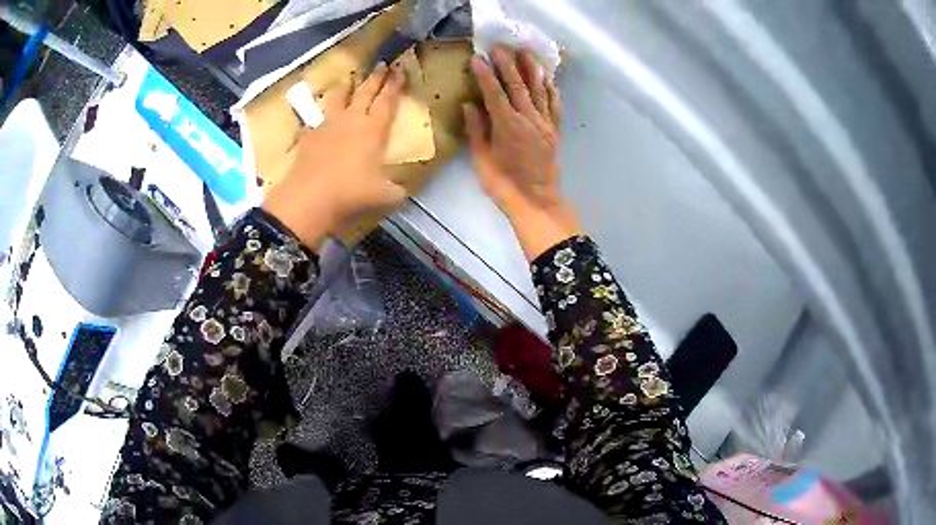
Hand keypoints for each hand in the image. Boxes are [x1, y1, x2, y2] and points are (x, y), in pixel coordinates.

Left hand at [263, 63, 407, 248]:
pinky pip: (316, 120)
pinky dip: (320, 116)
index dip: (395, 85)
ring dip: (346, 87)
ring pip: (338, 98)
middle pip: (365, 92)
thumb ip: (397, 189)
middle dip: (376, 77)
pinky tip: (318, 118)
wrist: (310, 197)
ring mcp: (327, 125)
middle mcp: (351, 120)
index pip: (387, 101)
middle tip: (382, 64)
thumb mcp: (384, 195)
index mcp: (373, 129)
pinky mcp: (309, 136)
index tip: (400, 70)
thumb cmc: (352, 192)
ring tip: (349, 79)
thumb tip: (406, 190)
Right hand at [465, 47, 580, 259]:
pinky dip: (551, 90)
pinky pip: (554, 105)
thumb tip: (469, 105)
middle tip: (499, 47)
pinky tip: (548, 79)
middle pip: (518, 85)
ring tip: (526, 52)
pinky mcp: (555, 131)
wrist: (537, 201)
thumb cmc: (504, 184)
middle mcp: (528, 119)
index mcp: (507, 126)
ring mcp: (545, 124)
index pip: (494, 93)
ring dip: (531, 69)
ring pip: (539, 90)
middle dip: (507, 64)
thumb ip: (477, 130)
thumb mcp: (482, 159)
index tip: (477, 58)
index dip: (485, 74)